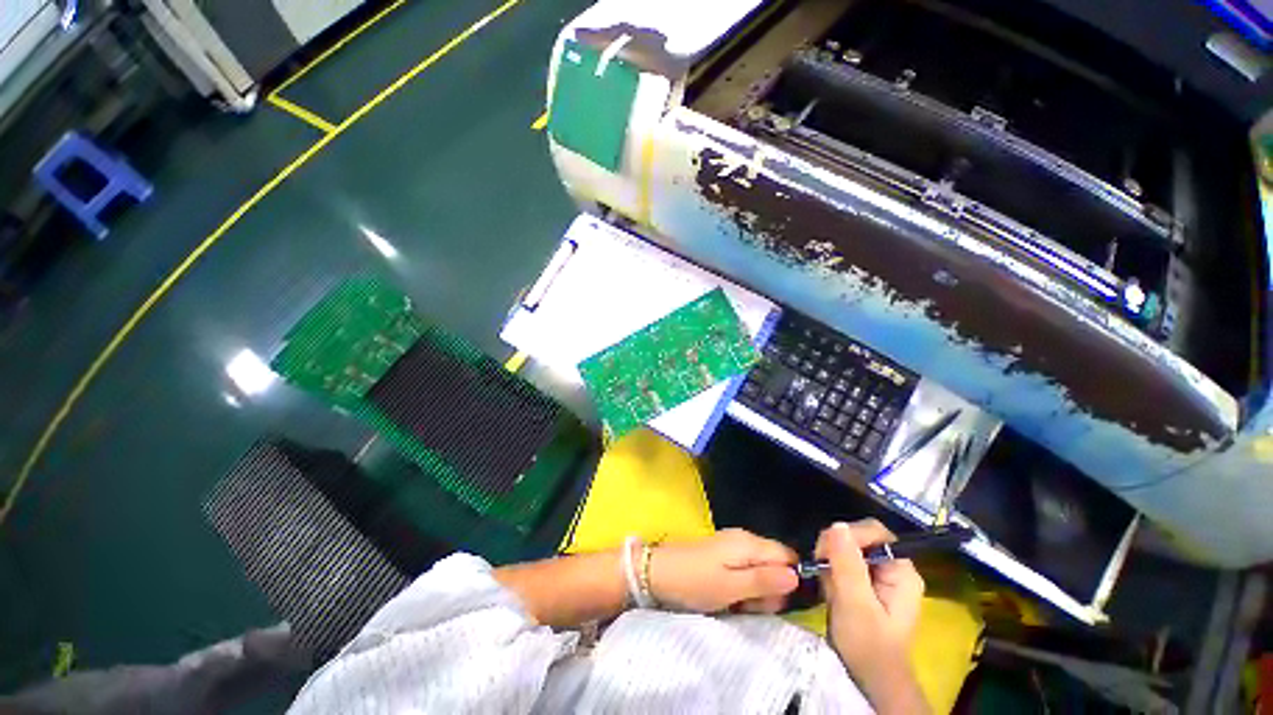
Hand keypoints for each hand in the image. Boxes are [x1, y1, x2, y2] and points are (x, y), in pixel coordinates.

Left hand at [647, 528, 798, 613]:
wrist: (657, 572)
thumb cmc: (695, 581)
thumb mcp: (731, 587)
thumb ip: (764, 581)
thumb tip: (797, 576)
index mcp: (749, 543)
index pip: (787, 555)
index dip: (790, 579)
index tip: (777, 601)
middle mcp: (744, 539)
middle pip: (775, 564)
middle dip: (771, 589)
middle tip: (751, 606)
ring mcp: (732, 546)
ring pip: (760, 571)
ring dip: (756, 592)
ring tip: (737, 604)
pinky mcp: (722, 556)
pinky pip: (744, 572)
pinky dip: (742, 588)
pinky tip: (730, 599)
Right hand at [816, 520, 923, 674]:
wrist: (869, 681)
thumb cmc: (868, 646)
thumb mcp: (855, 604)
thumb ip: (847, 564)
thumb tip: (837, 525)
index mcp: (901, 571)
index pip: (875, 532)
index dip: (850, 535)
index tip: (826, 551)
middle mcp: (892, 569)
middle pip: (859, 538)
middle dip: (836, 550)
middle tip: (822, 569)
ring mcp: (878, 577)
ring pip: (847, 550)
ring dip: (831, 564)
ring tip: (828, 588)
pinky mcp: (864, 584)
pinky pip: (842, 564)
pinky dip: (831, 573)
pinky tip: (829, 592)